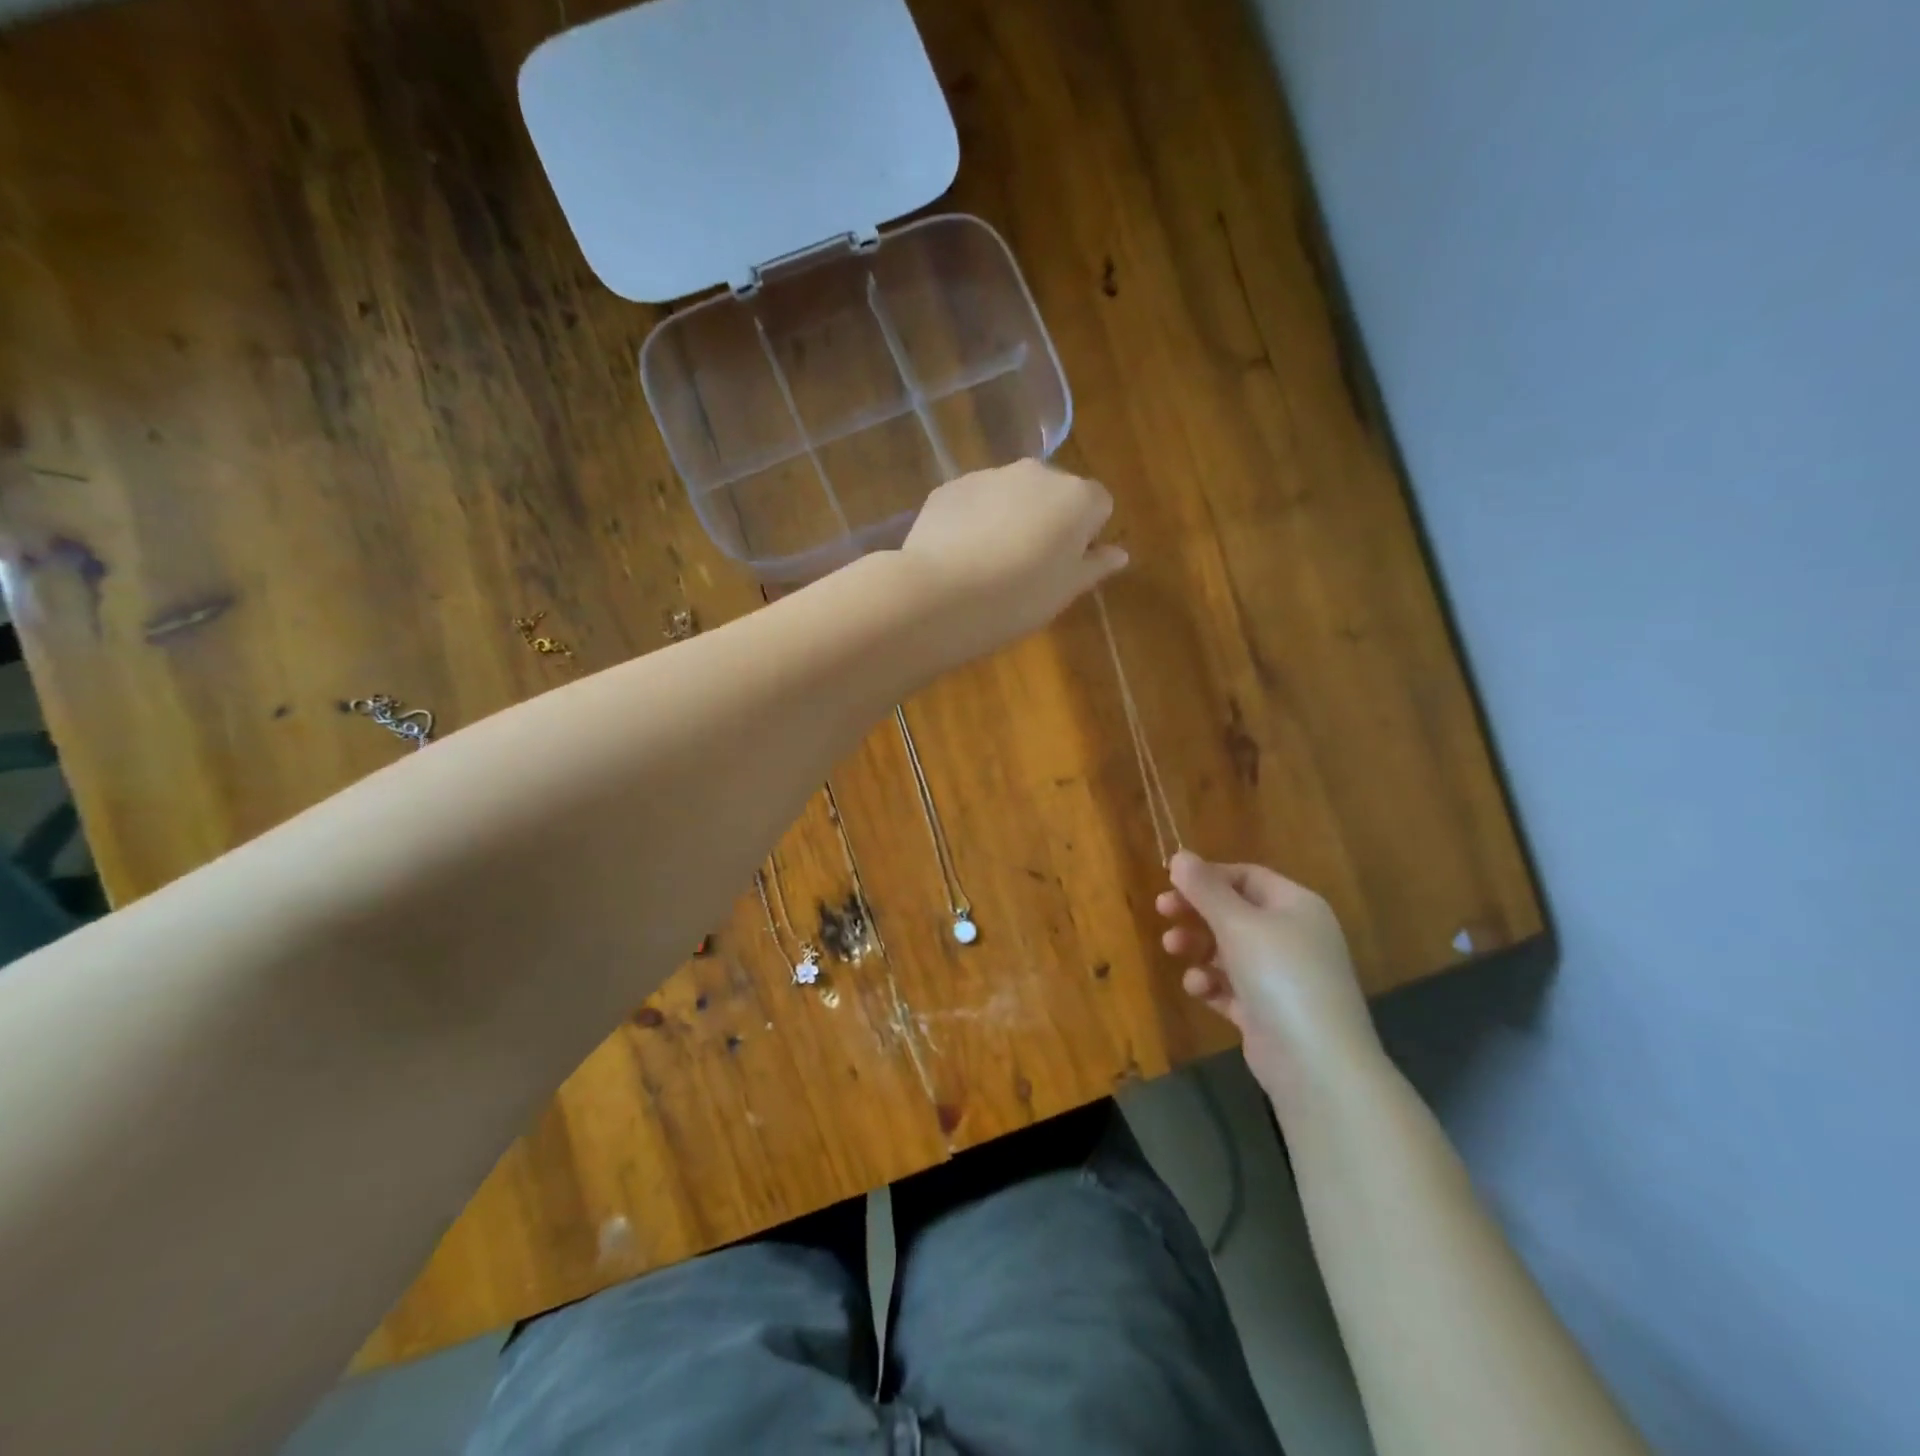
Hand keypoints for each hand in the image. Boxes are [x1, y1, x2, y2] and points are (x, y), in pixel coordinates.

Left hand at [899, 461, 1126, 662]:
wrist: (941, 595)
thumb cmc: (1019, 598)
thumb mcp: (1065, 590)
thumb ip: (1095, 566)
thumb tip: (1118, 554)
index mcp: (1077, 497)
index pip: (1099, 505)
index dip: (1086, 535)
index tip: (1066, 565)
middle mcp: (1037, 473)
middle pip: (1054, 493)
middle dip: (1048, 519)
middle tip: (1029, 566)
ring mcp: (990, 475)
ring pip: (1011, 494)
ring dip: (1009, 517)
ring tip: (989, 563)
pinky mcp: (951, 487)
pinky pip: (974, 501)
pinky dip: (973, 520)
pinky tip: (959, 556)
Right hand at [1157, 852, 1384, 1113]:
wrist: (1317, 1064)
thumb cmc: (1279, 976)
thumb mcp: (1238, 924)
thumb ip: (1205, 889)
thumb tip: (1180, 855)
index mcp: (1296, 906)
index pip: (1247, 877)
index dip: (1209, 877)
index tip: (1171, 883)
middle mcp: (1293, 937)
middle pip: (1235, 912)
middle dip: (1197, 912)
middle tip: (1162, 911)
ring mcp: (1282, 977)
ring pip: (1229, 950)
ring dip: (1198, 946)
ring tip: (1172, 948)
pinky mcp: (1268, 1012)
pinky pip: (1232, 987)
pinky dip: (1212, 983)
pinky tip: (1198, 988)